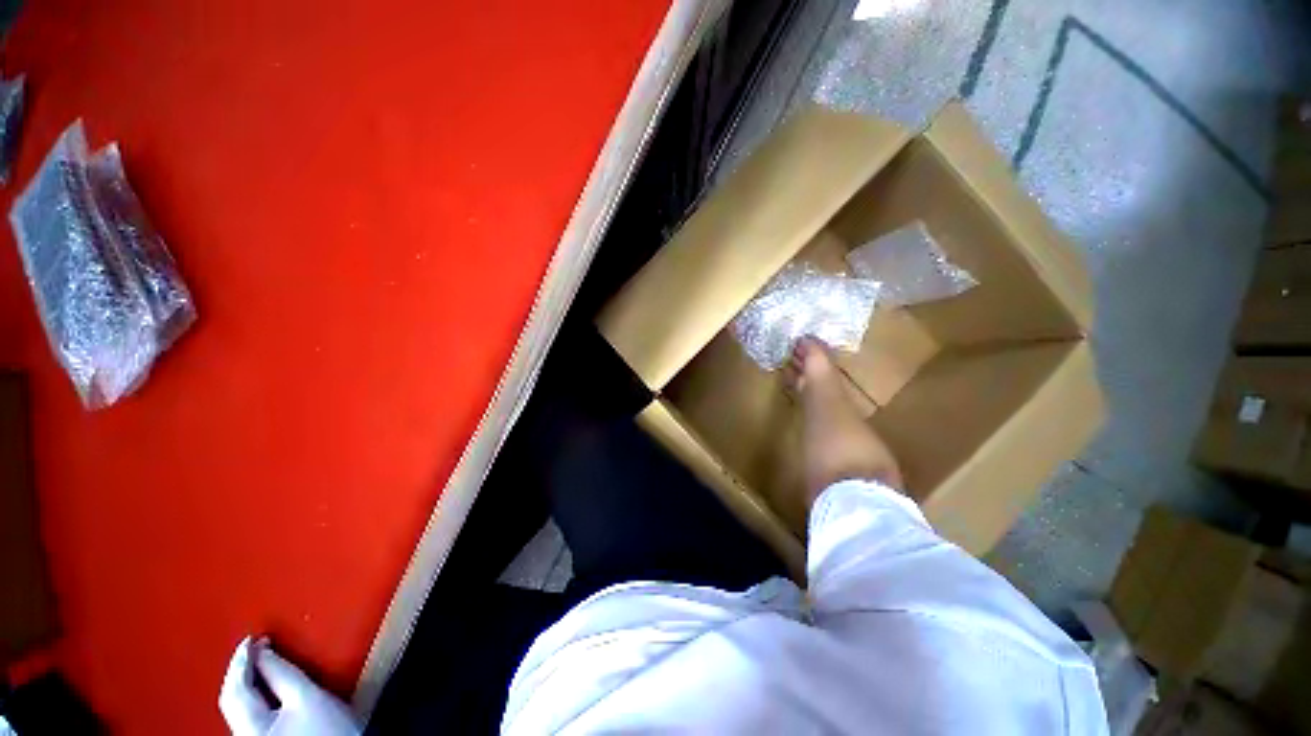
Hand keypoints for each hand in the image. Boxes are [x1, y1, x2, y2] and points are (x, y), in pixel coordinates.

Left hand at [219, 636, 360, 735]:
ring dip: (248, 685)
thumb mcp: (308, 695)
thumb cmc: (329, 730)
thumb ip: (282, 672)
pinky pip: (252, 717)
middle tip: (255, 647)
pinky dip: (255, 698)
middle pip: (235, 700)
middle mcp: (245, 735)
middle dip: (244, 672)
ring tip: (260, 664)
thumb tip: (263, 649)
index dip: (243, 659)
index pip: (236, 687)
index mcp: (250, 725)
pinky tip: (267, 690)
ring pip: (242, 709)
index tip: (252, 638)